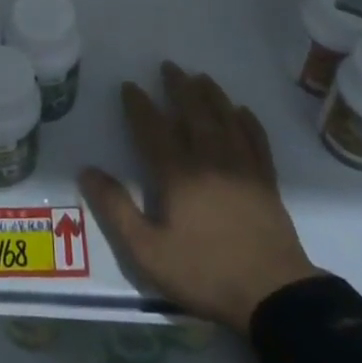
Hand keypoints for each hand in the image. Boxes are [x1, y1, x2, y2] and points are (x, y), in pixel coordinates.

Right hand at [79, 62, 319, 332]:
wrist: (274, 297)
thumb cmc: (205, 273)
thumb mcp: (148, 252)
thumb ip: (117, 209)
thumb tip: (87, 171)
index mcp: (178, 174)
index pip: (153, 128)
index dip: (139, 105)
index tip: (129, 85)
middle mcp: (210, 159)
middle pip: (193, 112)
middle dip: (178, 87)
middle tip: (168, 66)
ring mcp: (242, 167)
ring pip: (225, 118)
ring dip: (211, 94)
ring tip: (201, 77)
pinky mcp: (266, 181)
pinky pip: (256, 140)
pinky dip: (248, 121)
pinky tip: (242, 111)